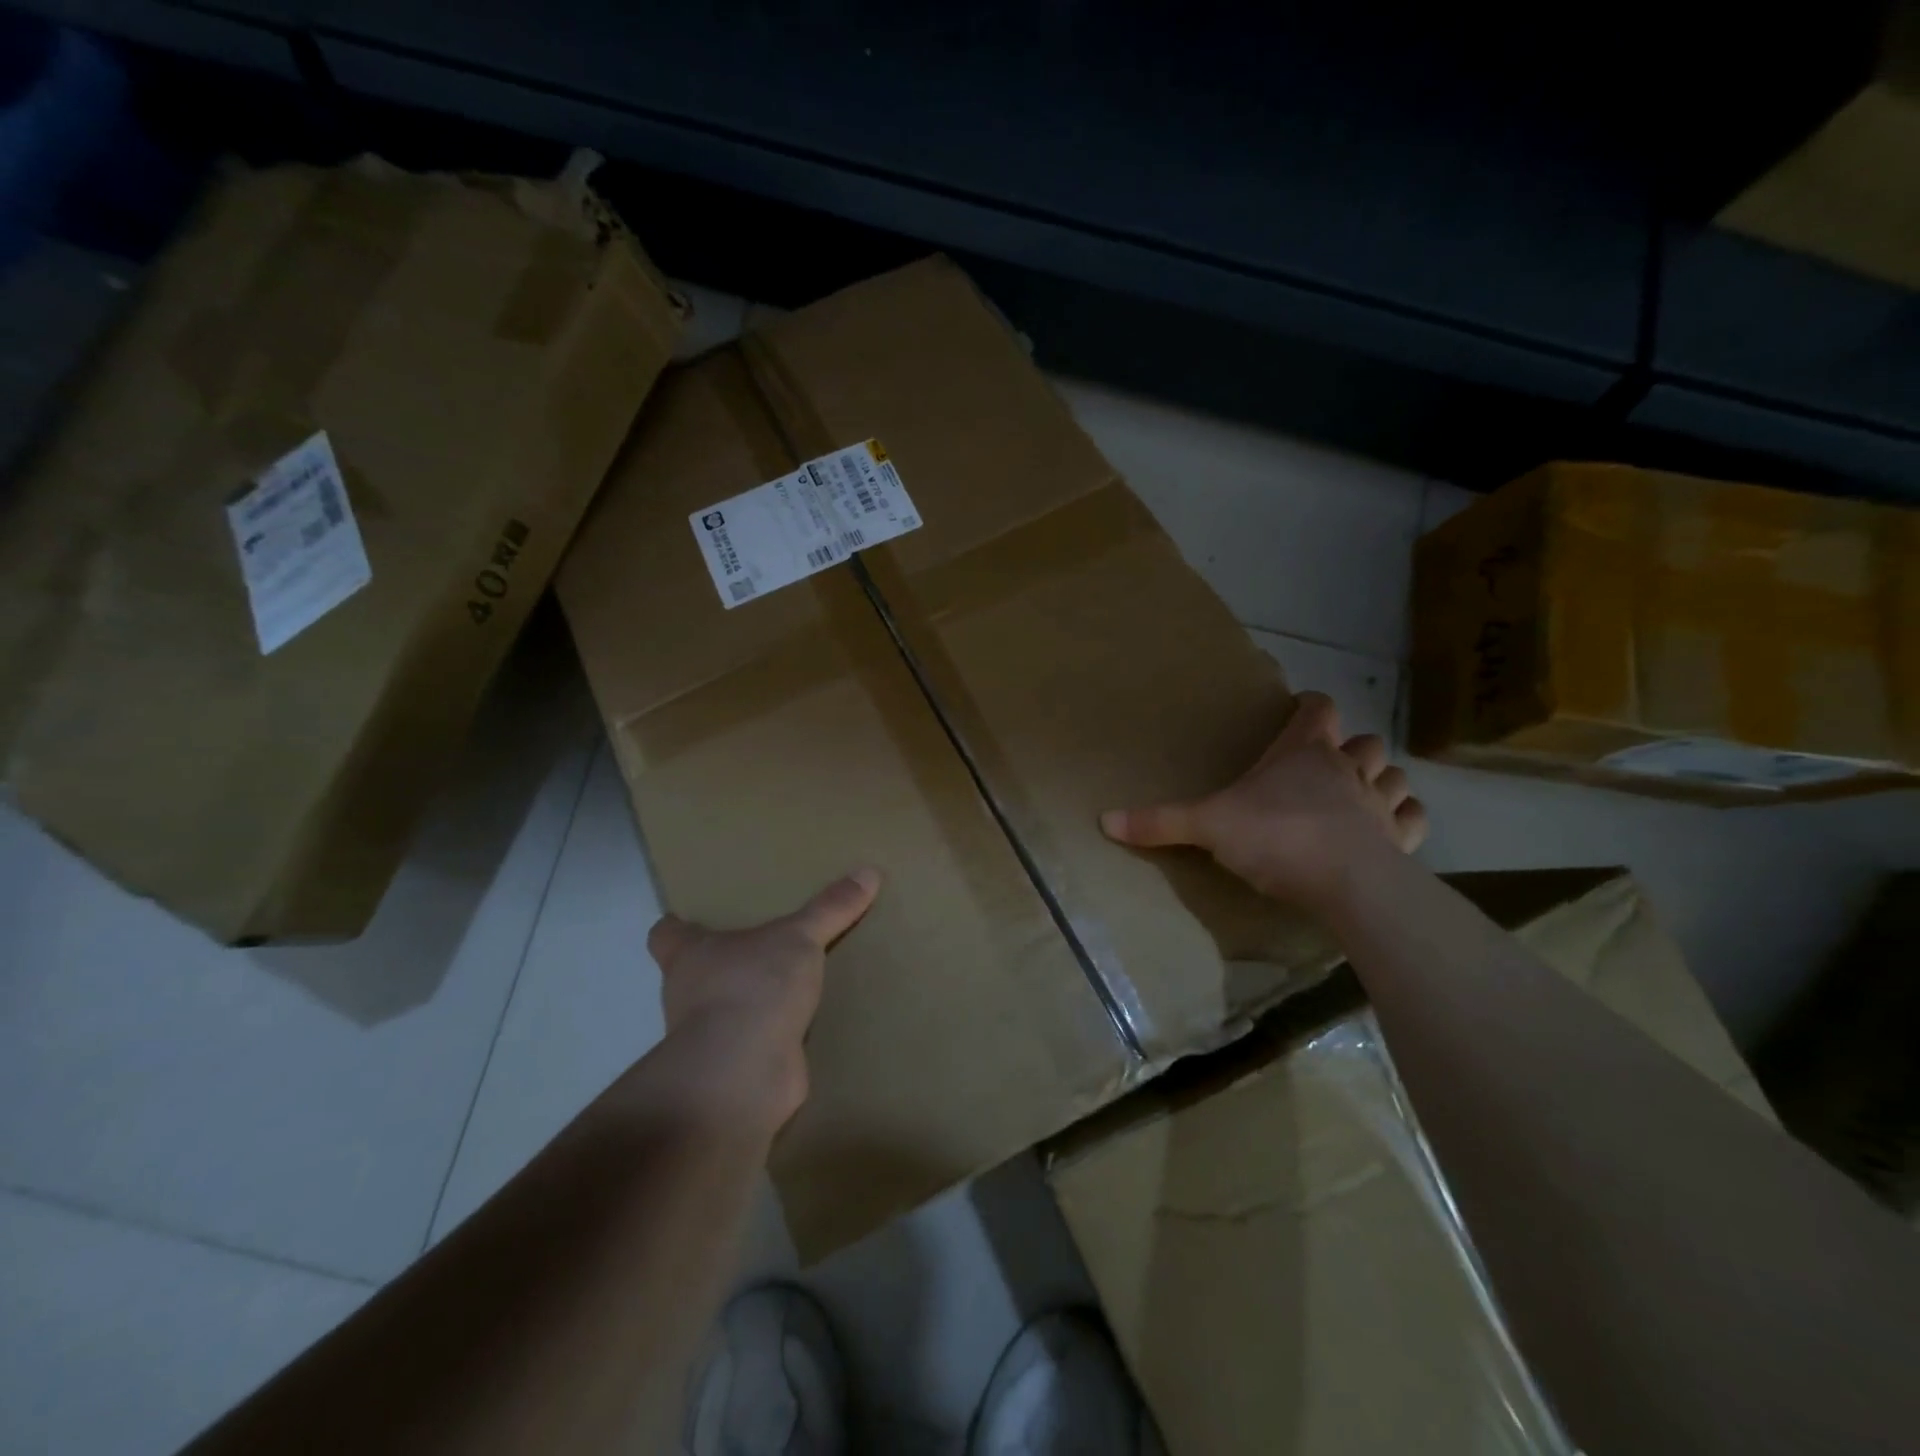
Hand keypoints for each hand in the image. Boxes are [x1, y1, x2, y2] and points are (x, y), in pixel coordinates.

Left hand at [644, 870, 881, 1130]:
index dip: (676, 925)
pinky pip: (754, 1045)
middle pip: (696, 973)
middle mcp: (689, 995)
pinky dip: (773, 1038)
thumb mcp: (800, 937)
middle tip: (760, 946)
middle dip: (723, 963)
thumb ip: (831, 907)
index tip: (690, 918)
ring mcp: (709, 1037)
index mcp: (690, 955)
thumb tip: (869, 871)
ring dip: (750, 1002)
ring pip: (726, 1010)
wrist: (744, 1073)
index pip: (666, 934)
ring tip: (790, 984)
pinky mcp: (735, 1068)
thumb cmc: (753, 986)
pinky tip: (804, 1026)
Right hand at [1100, 692, 1426, 915]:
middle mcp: (1347, 768)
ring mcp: (1379, 803)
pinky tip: (1390, 829)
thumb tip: (1103, 820)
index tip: (1302, 710)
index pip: (1318, 710)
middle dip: (1349, 747)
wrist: (1345, 881)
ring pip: (1393, 775)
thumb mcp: (1207, 827)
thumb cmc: (1276, 836)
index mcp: (1303, 753)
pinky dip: (1404, 818)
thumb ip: (1159, 822)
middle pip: (1363, 742)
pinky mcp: (1401, 839)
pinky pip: (1413, 817)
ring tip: (1361, 794)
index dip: (1312, 707)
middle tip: (1327, 764)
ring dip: (1381, 779)